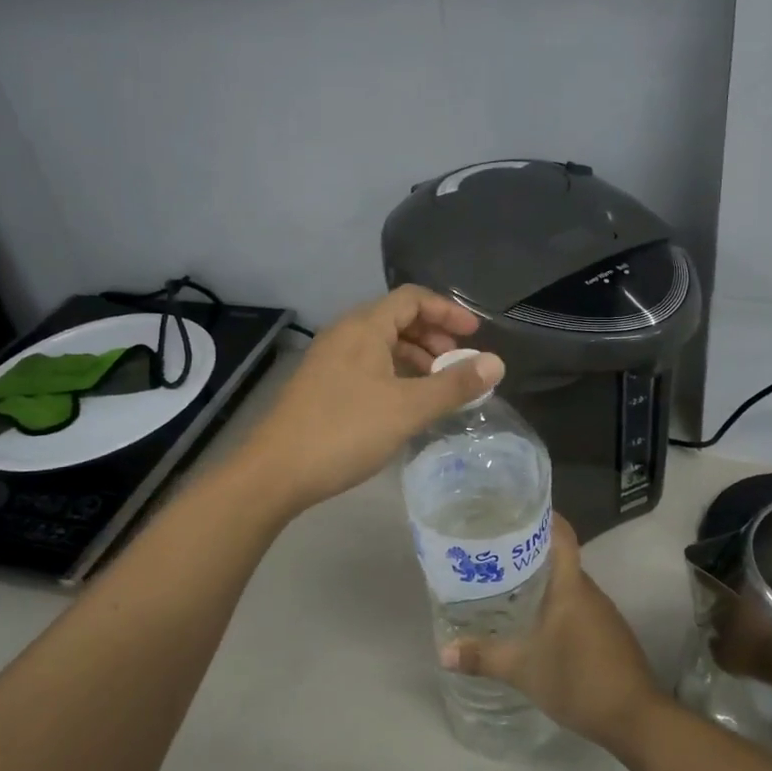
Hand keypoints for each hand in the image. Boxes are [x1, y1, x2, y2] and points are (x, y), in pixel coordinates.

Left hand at [240, 286, 504, 514]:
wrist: (275, 472)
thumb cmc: (345, 431)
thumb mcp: (408, 408)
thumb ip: (454, 385)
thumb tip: (496, 363)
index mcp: (364, 327)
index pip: (412, 298)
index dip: (448, 310)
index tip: (475, 335)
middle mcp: (344, 335)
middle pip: (396, 319)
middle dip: (434, 336)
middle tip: (459, 364)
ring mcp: (329, 361)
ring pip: (382, 345)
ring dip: (415, 359)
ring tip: (439, 387)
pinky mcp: (322, 386)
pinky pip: (368, 366)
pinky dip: (395, 375)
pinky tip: (407, 404)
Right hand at [442, 516, 660, 752]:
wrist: (635, 719)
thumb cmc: (578, 680)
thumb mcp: (523, 670)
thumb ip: (483, 657)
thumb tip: (443, 653)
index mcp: (571, 586)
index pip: (561, 534)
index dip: (542, 516)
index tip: (513, 510)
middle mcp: (589, 591)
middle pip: (559, 557)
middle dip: (528, 551)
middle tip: (492, 551)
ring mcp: (602, 613)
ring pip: (567, 584)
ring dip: (541, 580)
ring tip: (504, 583)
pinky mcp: (608, 633)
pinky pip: (577, 605)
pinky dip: (554, 604)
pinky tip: (533, 620)